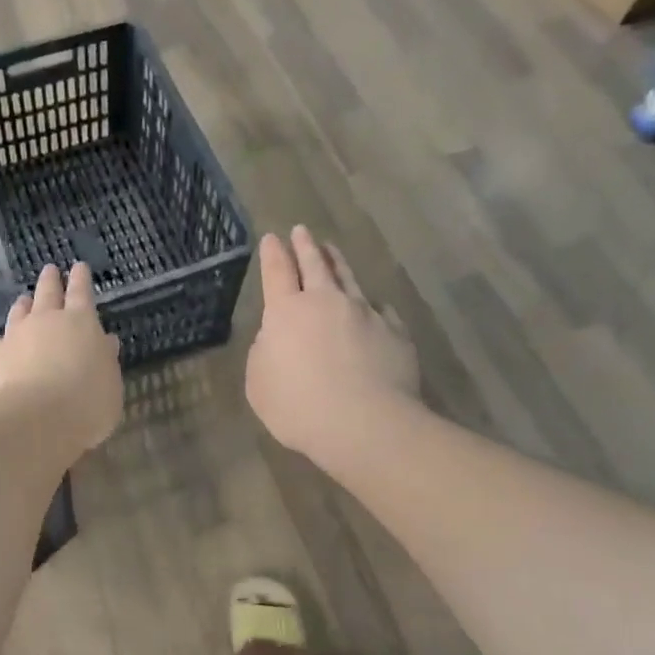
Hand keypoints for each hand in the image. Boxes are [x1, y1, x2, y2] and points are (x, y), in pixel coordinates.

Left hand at [0, 262, 122, 456]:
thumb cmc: (85, 404)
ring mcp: (15, 335)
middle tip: (50, 270)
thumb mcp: (110, 385)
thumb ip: (105, 361)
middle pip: (48, 293)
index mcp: (81, 323)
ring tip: (23, 301)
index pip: (82, 293)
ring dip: (23, 306)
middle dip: (50, 280)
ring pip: (19, 312)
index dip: (81, 279)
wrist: (34, 420)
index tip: (79, 267)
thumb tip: (105, 342)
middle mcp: (46, 320)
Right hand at [246, 225, 419, 465]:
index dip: (273, 253)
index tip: (272, 237)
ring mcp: (365, 314)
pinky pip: (382, 311)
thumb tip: (278, 338)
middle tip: (302, 230)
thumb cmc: (298, 405)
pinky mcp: (395, 333)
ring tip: (333, 250)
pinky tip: (376, 307)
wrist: (364, 424)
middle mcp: (326, 302)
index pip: (277, 272)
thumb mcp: (259, 382)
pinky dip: (374, 306)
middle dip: (305, 246)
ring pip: (349, 279)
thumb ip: (265, 353)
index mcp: (287, 311)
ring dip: (338, 263)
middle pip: (314, 265)